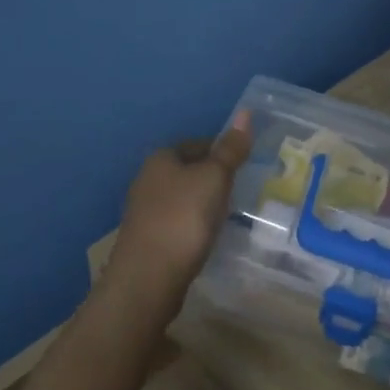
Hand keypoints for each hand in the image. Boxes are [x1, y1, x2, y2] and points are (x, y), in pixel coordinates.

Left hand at [104, 111, 252, 299]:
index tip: (245, 165)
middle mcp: (147, 179)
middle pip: (188, 170)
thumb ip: (230, 149)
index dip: (222, 151)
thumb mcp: (214, 178)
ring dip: (202, 202)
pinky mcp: (147, 239)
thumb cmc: (184, 217)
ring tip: (229, 214)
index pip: (198, 144)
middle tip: (242, 189)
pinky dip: (193, 224)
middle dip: (212, 177)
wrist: (149, 276)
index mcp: (162, 158)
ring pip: (182, 197)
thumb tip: (245, 113)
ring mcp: (144, 211)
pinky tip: (207, 236)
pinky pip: (177, 222)